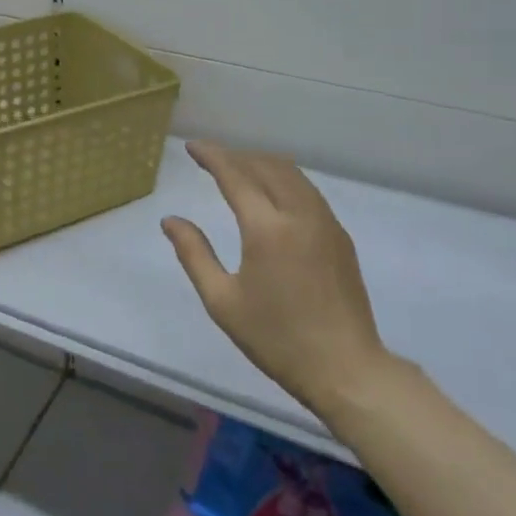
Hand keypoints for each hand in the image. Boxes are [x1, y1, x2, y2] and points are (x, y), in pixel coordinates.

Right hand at [162, 141, 392, 419]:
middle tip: (210, 158)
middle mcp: (300, 214)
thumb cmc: (276, 338)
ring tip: (238, 169)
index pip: (236, 175)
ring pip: (292, 174)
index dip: (213, 156)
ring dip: (262, 164)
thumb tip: (170, 220)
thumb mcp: (222, 301)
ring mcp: (325, 223)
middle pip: (267, 166)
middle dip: (237, 156)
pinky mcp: (340, 236)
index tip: (193, 146)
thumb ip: (194, 254)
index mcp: (267, 228)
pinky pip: (307, 191)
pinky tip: (271, 194)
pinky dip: (283, 179)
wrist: (345, 368)